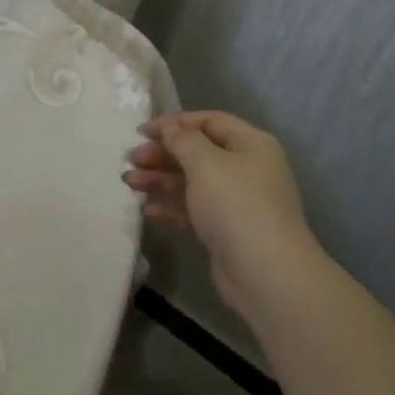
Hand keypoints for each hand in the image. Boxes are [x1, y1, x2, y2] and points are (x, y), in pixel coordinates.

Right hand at [127, 111, 318, 320]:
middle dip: (164, 153)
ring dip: (161, 179)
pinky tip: (148, 210)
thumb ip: (183, 140)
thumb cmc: (236, 205)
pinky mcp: (225, 230)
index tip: (143, 131)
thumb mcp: (206, 164)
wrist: (264, 273)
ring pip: (193, 182)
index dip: (176, 123)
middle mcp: (247, 168)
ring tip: (129, 182)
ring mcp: (237, 201)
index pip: (210, 121)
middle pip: (199, 152)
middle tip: (131, 159)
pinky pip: (194, 210)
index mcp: (251, 144)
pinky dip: (172, 207)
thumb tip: (171, 127)